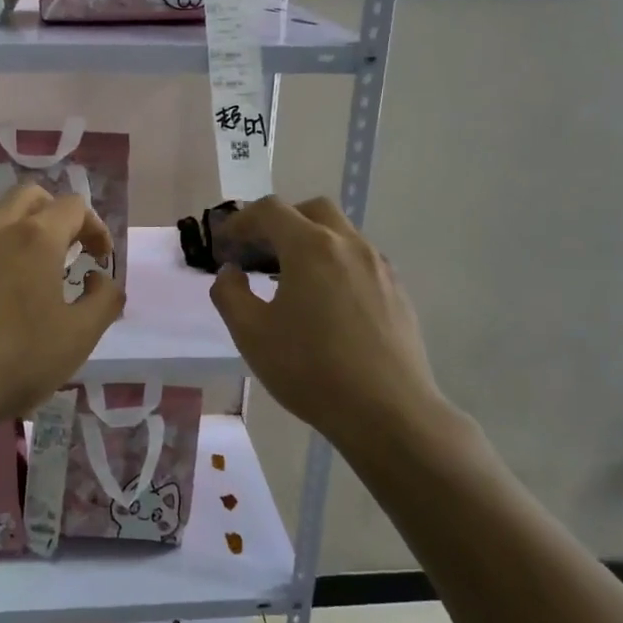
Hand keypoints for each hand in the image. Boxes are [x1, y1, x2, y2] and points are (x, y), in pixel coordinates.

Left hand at [0, 184, 124, 426]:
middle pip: (32, 195)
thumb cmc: (14, 359)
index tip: (99, 260)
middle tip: (67, 251)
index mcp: (37, 237)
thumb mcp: (78, 337)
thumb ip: (104, 300)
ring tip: (28, 262)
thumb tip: (100, 278)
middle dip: (57, 214)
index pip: (74, 206)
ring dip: (20, 223)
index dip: (95, 227)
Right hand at [210, 197, 462, 450]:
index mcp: (310, 246)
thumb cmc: (311, 370)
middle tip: (260, 253)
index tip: (225, 245)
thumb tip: (231, 272)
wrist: (388, 412)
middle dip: (281, 222)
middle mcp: (349, 245)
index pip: (270, 210)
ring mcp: (379, 266)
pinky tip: (326, 304)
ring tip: (291, 281)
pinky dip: (335, 264)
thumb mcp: (251, 334)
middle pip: (311, 210)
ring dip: (311, 243)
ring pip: (341, 234)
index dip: (241, 221)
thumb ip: (230, 293)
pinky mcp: (397, 291)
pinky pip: (360, 261)